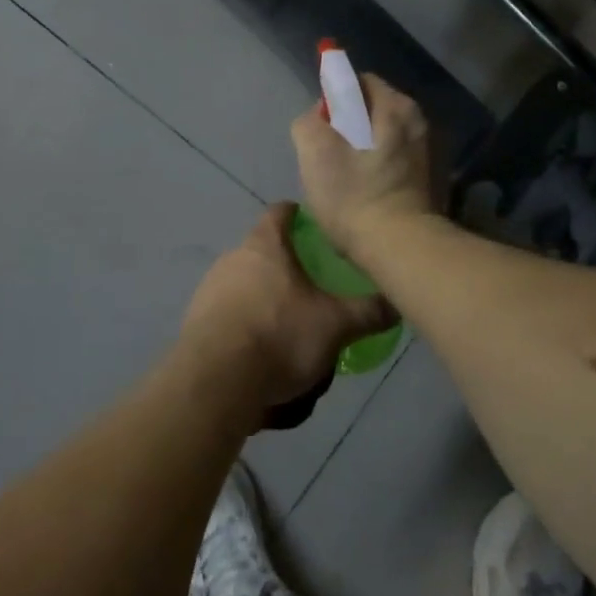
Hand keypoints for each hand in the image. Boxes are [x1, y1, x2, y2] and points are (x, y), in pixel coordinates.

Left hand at [178, 204, 393, 421]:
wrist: (216, 382)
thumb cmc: (280, 336)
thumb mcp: (336, 325)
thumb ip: (368, 311)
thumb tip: (399, 301)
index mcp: (264, 246)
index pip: (280, 212)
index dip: (298, 216)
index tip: (314, 226)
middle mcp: (232, 259)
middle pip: (264, 253)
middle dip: (288, 270)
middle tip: (315, 291)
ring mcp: (210, 290)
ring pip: (247, 288)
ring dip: (268, 304)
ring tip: (293, 332)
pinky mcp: (196, 323)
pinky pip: (231, 319)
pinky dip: (249, 330)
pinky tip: (266, 358)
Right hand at [290, 72, 434, 263]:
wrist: (399, 248)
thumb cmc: (354, 196)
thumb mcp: (315, 153)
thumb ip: (309, 122)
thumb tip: (319, 117)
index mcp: (396, 106)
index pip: (358, 82)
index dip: (334, 99)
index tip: (322, 129)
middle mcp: (418, 121)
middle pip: (371, 110)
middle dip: (347, 126)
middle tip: (328, 157)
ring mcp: (427, 151)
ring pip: (381, 137)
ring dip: (361, 150)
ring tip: (344, 179)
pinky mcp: (428, 178)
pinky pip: (393, 159)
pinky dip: (377, 168)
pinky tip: (365, 193)